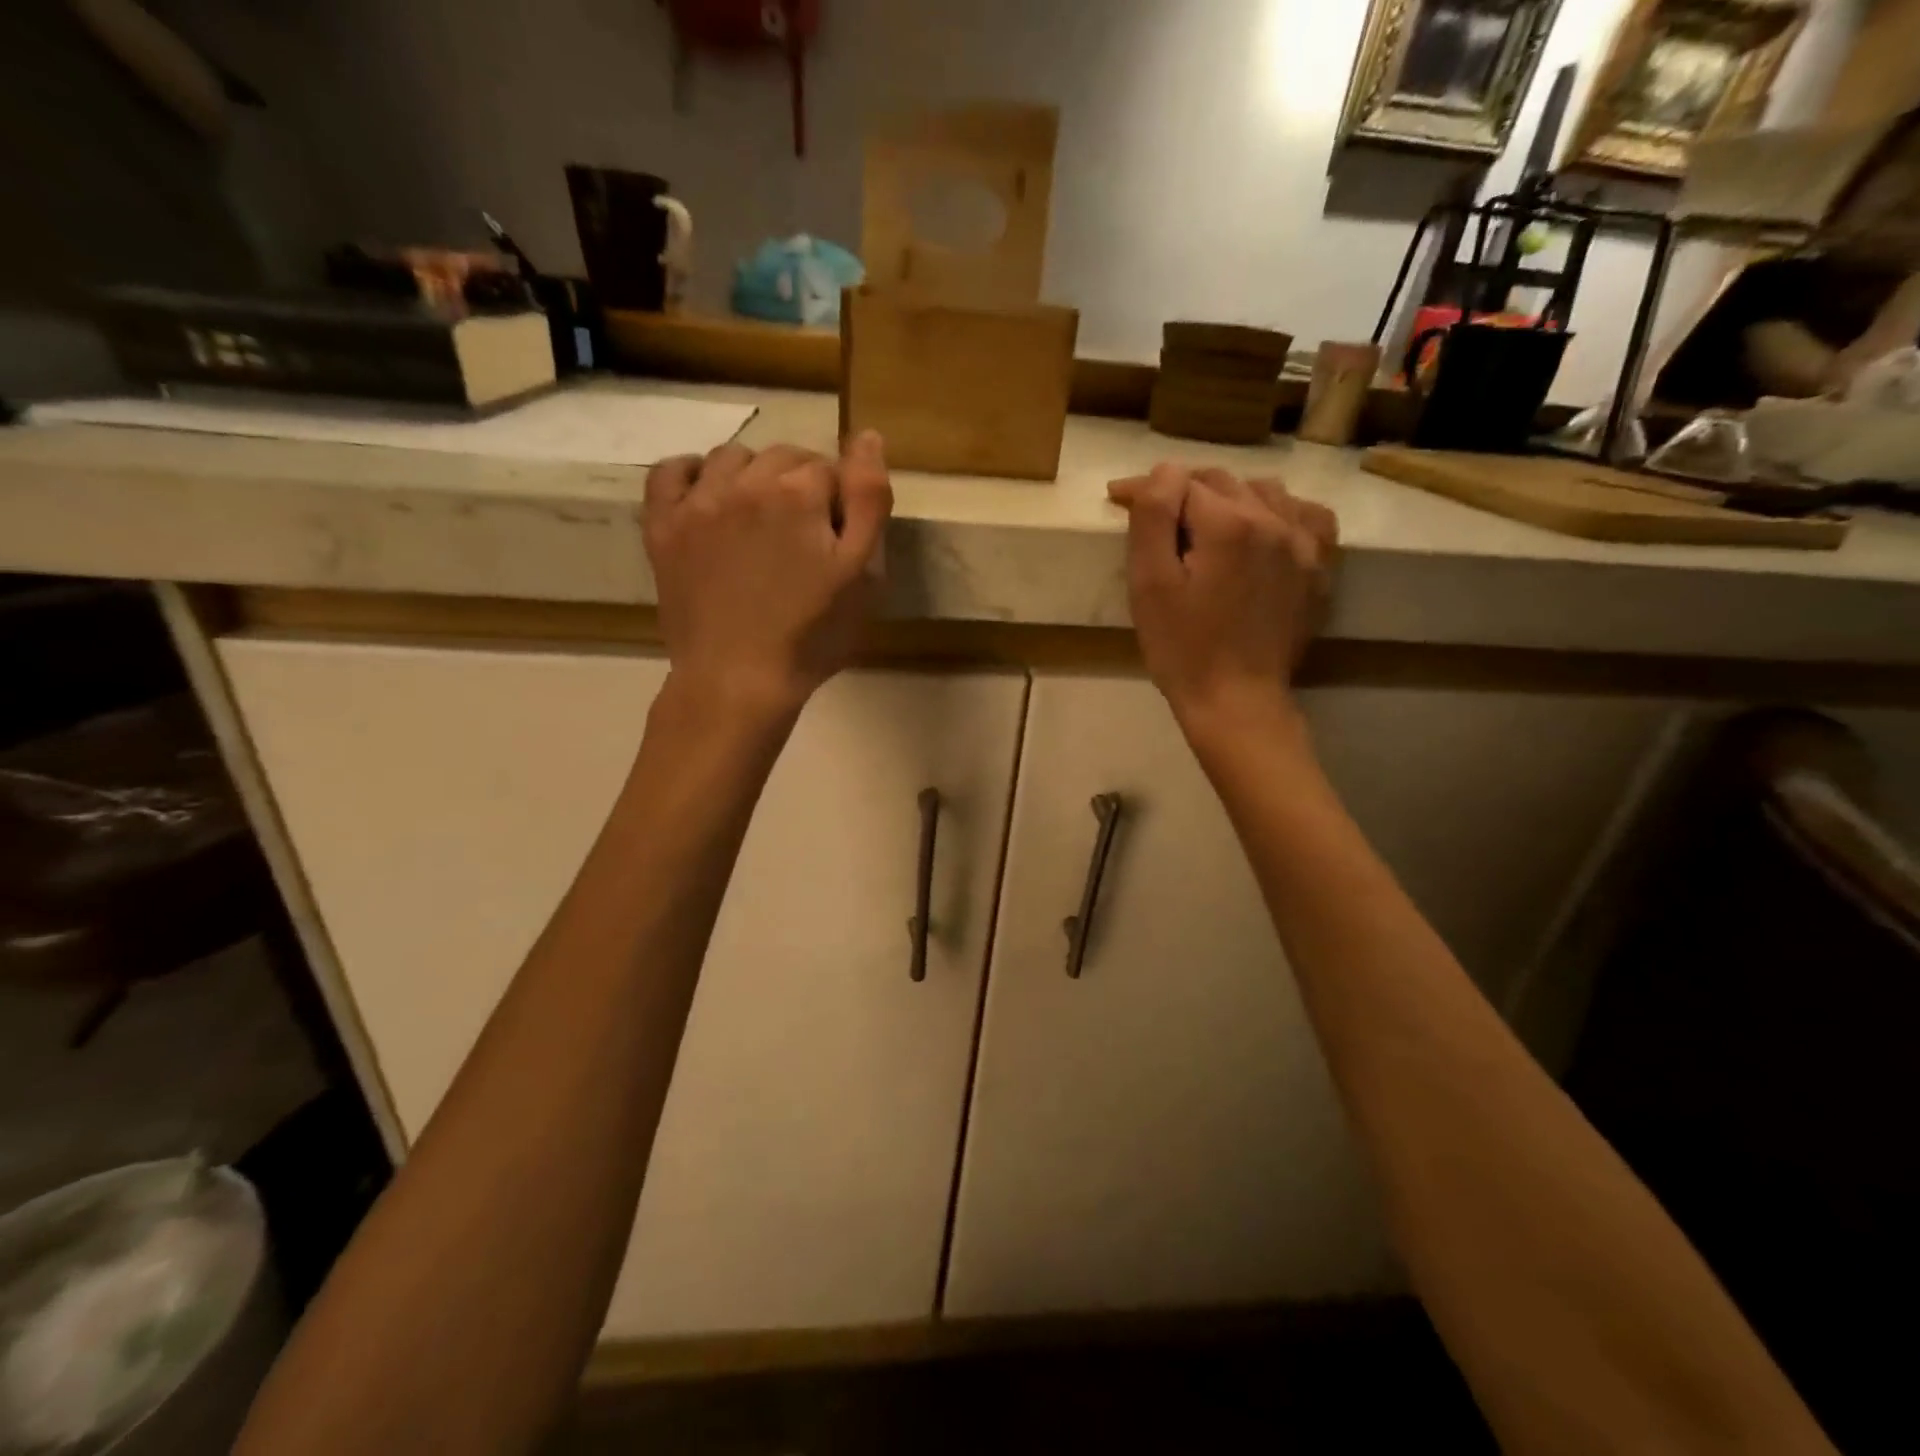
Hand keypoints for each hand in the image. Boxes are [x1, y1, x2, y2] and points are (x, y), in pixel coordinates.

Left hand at [643, 432, 892, 721]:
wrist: (738, 681)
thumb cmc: (811, 635)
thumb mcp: (861, 574)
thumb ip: (869, 500)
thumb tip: (868, 436)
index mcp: (797, 493)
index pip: (829, 469)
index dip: (840, 503)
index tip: (838, 542)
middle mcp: (743, 482)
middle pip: (782, 457)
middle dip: (800, 485)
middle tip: (805, 537)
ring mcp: (696, 503)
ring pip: (731, 458)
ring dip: (753, 476)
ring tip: (762, 521)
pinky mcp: (662, 528)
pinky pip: (669, 472)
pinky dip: (691, 473)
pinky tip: (708, 495)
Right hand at [1108, 464, 1337, 739]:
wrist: (1236, 701)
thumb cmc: (1182, 648)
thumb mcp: (1150, 584)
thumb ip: (1154, 516)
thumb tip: (1163, 472)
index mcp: (1229, 523)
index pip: (1181, 482)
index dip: (1145, 488)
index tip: (1118, 498)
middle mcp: (1274, 520)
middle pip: (1222, 481)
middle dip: (1184, 490)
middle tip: (1155, 515)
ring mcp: (1304, 544)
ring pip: (1264, 490)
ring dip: (1229, 496)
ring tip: (1204, 522)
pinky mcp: (1318, 568)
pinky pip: (1306, 515)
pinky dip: (1280, 511)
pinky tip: (1262, 529)